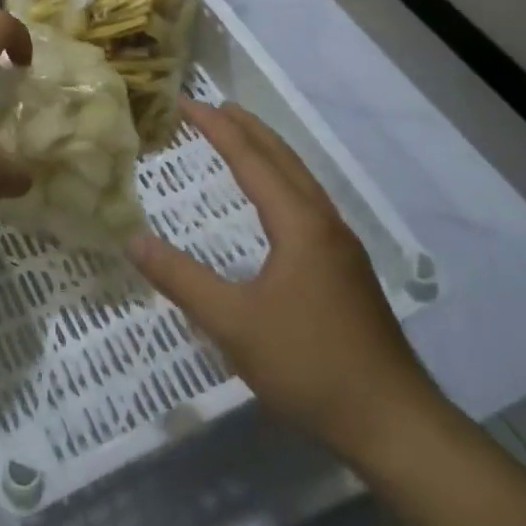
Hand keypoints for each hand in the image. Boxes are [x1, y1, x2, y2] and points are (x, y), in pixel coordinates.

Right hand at [129, 100, 441, 459]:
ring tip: (241, 139)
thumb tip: (133, 239)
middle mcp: (325, 224)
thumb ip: (181, 279)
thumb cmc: (309, 365)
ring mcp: (341, 248)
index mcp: (300, 225)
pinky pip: (308, 204)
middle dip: (248, 129)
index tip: (187, 103)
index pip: (252, 160)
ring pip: (301, 181)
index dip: (218, 129)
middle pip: (284, 160)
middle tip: (214, 106)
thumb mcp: (233, 324)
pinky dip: (282, 182)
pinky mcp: (347, 272)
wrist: (393, 422)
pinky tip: (274, 204)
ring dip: (269, 153)